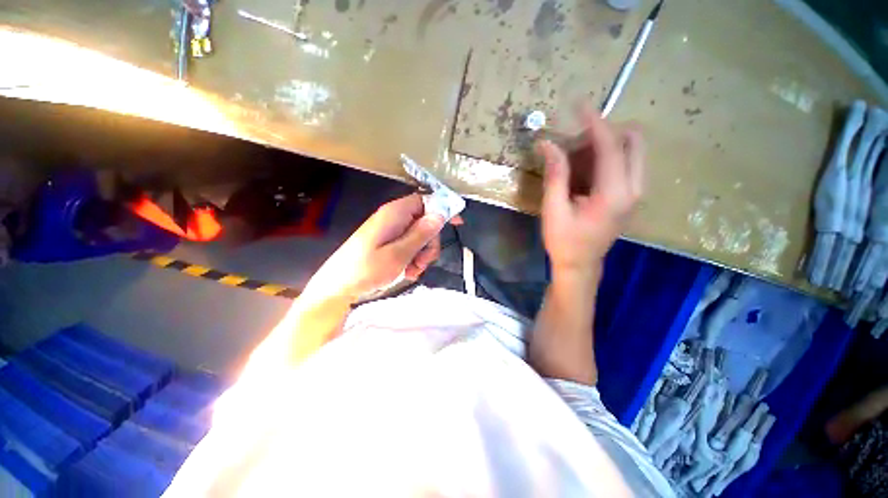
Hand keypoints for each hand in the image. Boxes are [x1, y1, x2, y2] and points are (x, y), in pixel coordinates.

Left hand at [305, 194, 449, 301]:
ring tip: (413, 271)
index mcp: (395, 213)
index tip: (457, 223)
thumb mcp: (398, 254)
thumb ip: (420, 234)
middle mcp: (393, 218)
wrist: (337, 287)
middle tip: (423, 262)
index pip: (425, 200)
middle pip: (424, 222)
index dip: (442, 210)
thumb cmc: (366, 270)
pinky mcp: (386, 242)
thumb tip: (440, 215)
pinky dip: (412, 258)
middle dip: (430, 242)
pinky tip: (407, 272)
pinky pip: (408, 245)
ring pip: (418, 236)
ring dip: (421, 254)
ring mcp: (390, 231)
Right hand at [537, 105, 643, 277]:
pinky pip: (627, 163)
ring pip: (632, 150)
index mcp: (614, 193)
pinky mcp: (631, 196)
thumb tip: (548, 144)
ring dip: (606, 144)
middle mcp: (634, 189)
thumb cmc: (564, 241)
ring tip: (575, 159)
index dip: (594, 122)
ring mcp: (636, 192)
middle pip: (634, 140)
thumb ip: (555, 175)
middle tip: (576, 143)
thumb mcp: (554, 210)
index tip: (580, 105)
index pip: (611, 145)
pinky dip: (608, 157)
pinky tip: (584, 171)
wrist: (581, 265)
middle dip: (606, 132)